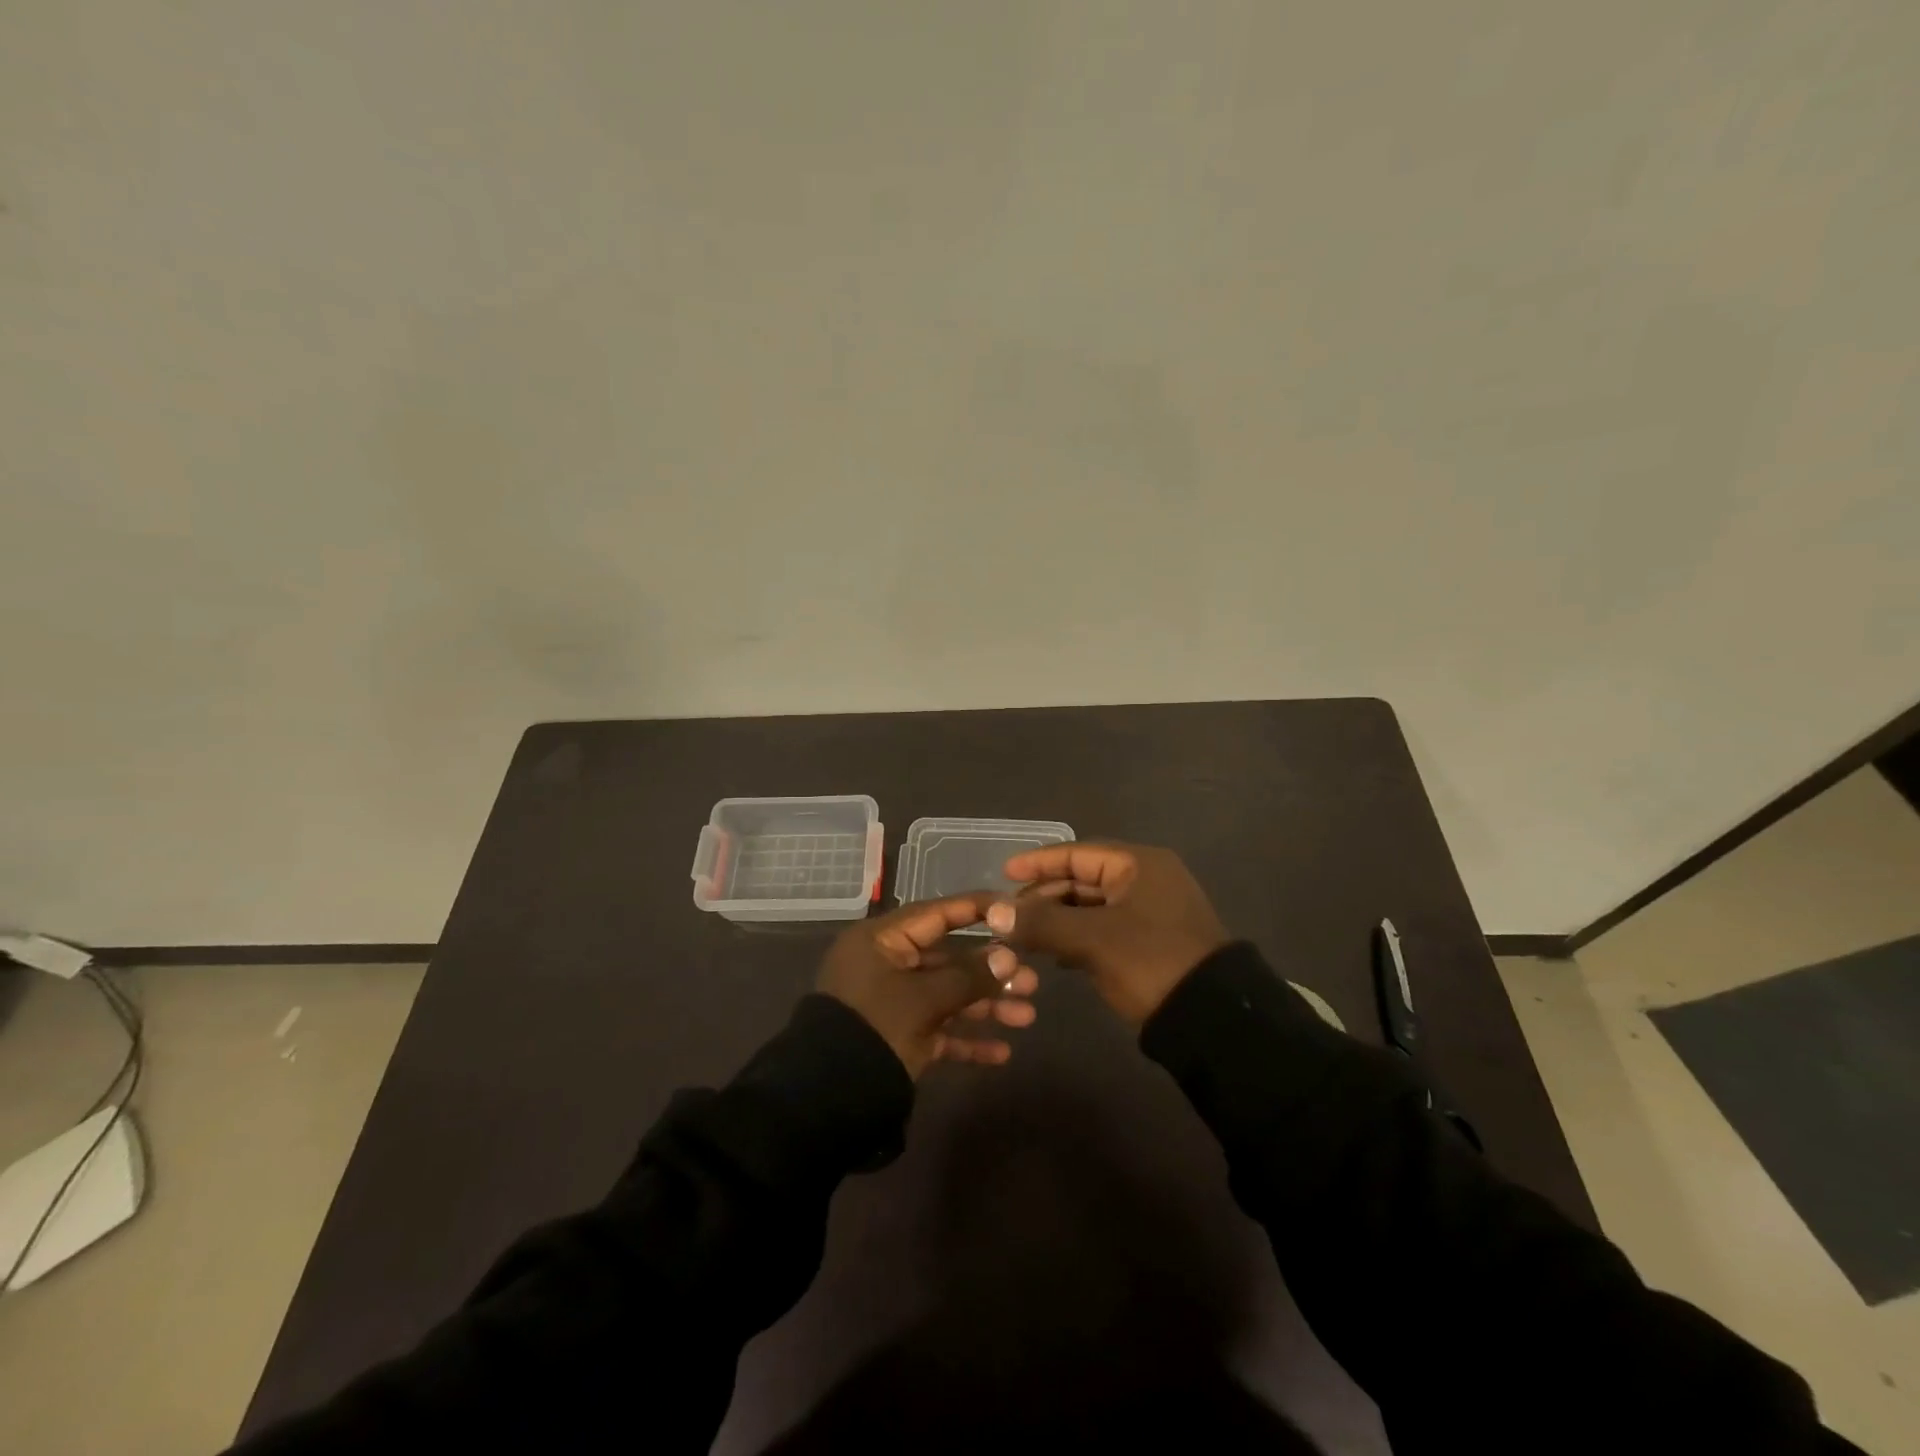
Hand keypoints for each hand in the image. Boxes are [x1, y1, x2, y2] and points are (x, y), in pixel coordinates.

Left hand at [817, 895, 1038, 1077]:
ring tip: (1026, 1017)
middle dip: (991, 973)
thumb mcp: (923, 1000)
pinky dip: (966, 1040)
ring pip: (948, 996)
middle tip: (1031, 981)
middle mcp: (887, 965)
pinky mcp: (898, 1037)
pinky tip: (1001, 1053)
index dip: (976, 910)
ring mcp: (893, 1002)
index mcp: (882, 941)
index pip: (936, 914)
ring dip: (986, 1006)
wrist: (828, 1100)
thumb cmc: (875, 1028)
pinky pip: (938, 1031)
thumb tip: (1008, 958)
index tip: (1014, 909)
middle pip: (948, 960)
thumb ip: (968, 977)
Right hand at [984, 842, 1229, 1025]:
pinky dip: (1077, 937)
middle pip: (1083, 879)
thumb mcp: (1093, 940)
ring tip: (1023, 935)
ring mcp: (1150, 912)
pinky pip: (1103, 929)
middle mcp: (1146, 880)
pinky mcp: (1150, 942)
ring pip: (1091, 907)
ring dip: (1057, 920)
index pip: (1077, 853)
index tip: (1004, 873)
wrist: (1212, 1019)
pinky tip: (1053, 955)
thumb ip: (1042, 922)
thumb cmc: (1151, 962)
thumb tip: (994, 911)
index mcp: (1139, 865)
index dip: (1038, 863)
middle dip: (1044, 896)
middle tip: (1008, 914)